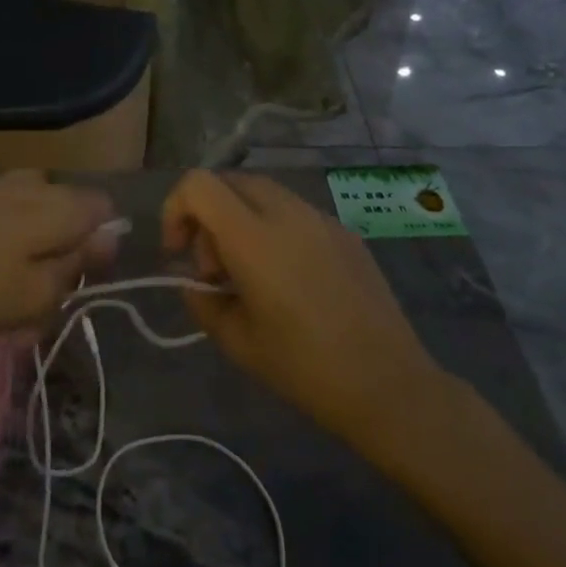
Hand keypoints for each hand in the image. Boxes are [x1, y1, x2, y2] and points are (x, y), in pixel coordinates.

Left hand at [0, 171, 117, 338]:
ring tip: (2, 295)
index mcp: (58, 205)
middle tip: (37, 300)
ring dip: (28, 253)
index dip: (98, 247)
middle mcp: (34, 184)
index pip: (103, 210)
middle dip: (61, 253)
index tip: (76, 283)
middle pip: (68, 213)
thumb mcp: (33, 297)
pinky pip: (0, 216)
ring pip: (33, 216)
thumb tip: (111, 236)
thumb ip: (77, 266)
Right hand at [163, 170, 456, 457]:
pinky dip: (274, 228)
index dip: (176, 209)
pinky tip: (290, 278)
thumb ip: (202, 299)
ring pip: (262, 192)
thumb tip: (194, 279)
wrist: (388, 384)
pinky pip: (294, 211)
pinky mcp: (344, 230)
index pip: (198, 185)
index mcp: (252, 236)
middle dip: (208, 215)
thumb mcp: (236, 341)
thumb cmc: (304, 367)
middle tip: (216, 268)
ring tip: (251, 273)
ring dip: (240, 219)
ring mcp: (320, 217)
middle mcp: (286, 212)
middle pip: (229, 181)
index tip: (179, 252)